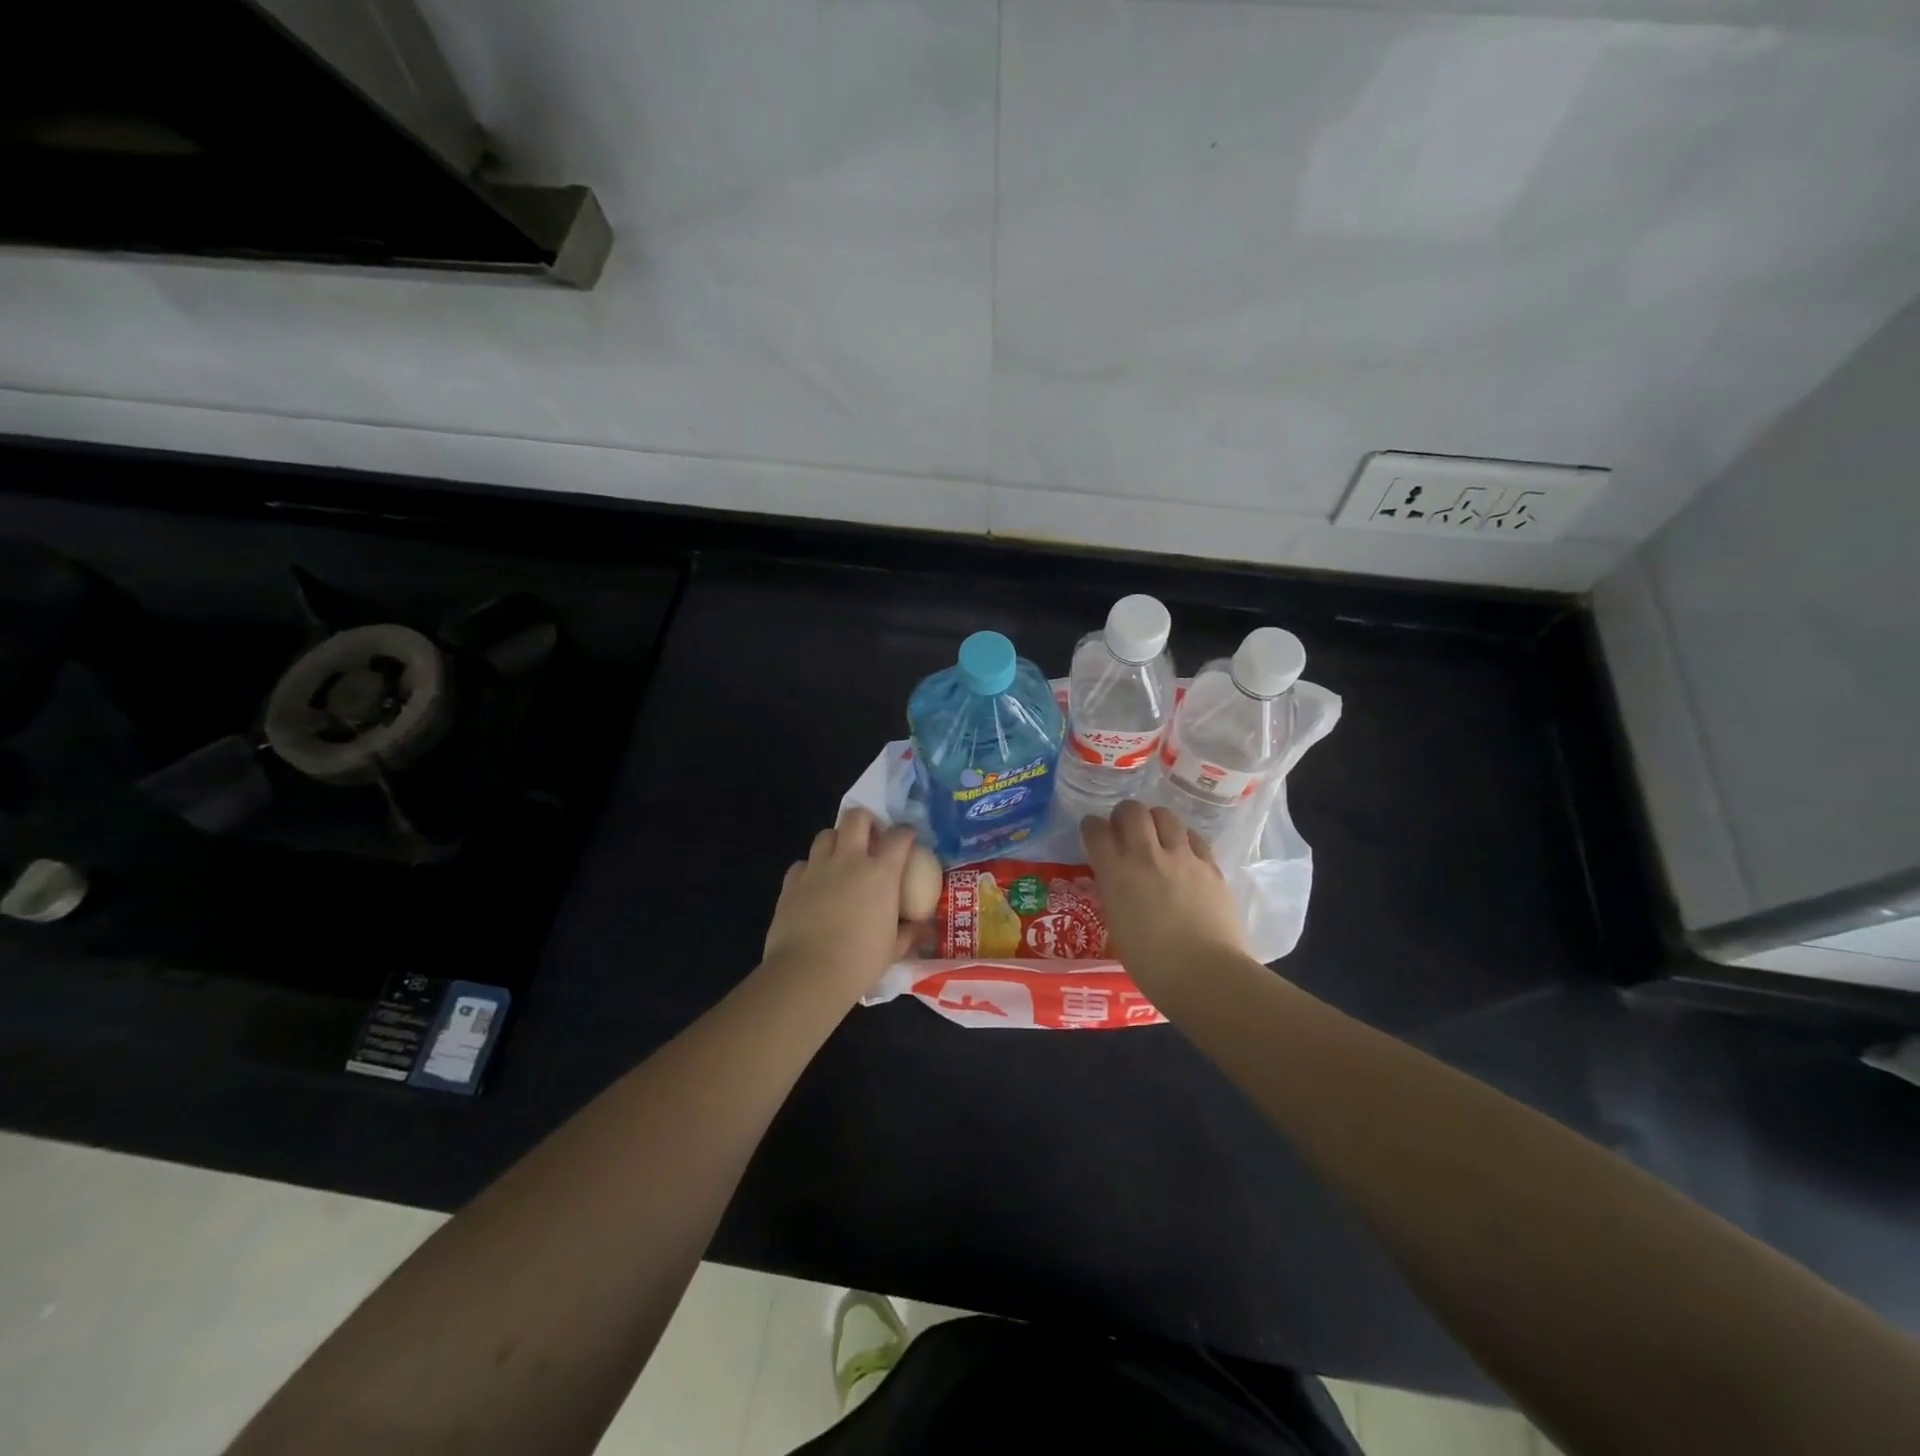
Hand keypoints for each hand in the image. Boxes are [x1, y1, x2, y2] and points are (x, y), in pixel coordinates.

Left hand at [761, 809, 919, 999]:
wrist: (808, 973)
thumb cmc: (859, 962)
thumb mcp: (893, 950)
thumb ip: (909, 934)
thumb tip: (923, 929)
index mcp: (881, 873)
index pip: (899, 837)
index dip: (906, 833)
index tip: (908, 838)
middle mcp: (849, 860)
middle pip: (856, 817)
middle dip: (866, 820)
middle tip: (870, 839)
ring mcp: (817, 868)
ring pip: (825, 834)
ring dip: (836, 841)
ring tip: (840, 859)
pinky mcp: (791, 883)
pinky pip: (802, 864)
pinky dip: (810, 869)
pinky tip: (813, 885)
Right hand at [1081, 801, 1249, 991]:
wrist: (1204, 974)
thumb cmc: (1151, 964)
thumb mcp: (1117, 923)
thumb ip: (1115, 892)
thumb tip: (1117, 879)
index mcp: (1115, 873)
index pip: (1095, 830)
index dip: (1092, 827)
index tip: (1093, 832)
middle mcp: (1146, 855)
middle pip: (1132, 811)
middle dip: (1124, 814)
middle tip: (1125, 828)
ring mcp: (1182, 857)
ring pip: (1165, 815)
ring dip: (1155, 820)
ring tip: (1156, 834)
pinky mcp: (1210, 865)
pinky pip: (1193, 837)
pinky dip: (1183, 838)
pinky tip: (1184, 852)